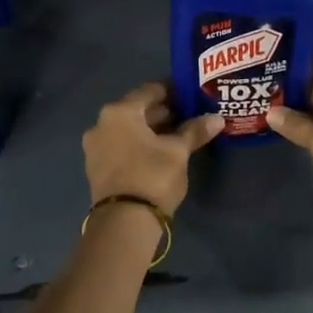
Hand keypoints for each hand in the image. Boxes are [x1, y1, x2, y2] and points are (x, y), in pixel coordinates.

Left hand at [83, 82, 222, 213]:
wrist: (124, 222)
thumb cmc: (152, 175)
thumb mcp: (178, 151)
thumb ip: (195, 131)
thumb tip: (217, 118)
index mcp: (119, 111)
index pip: (150, 90)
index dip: (174, 91)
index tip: (192, 95)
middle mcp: (102, 123)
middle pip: (138, 110)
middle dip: (164, 112)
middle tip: (190, 115)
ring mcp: (96, 147)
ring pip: (130, 130)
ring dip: (152, 130)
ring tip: (180, 135)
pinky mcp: (97, 168)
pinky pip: (122, 146)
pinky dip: (140, 145)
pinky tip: (161, 152)